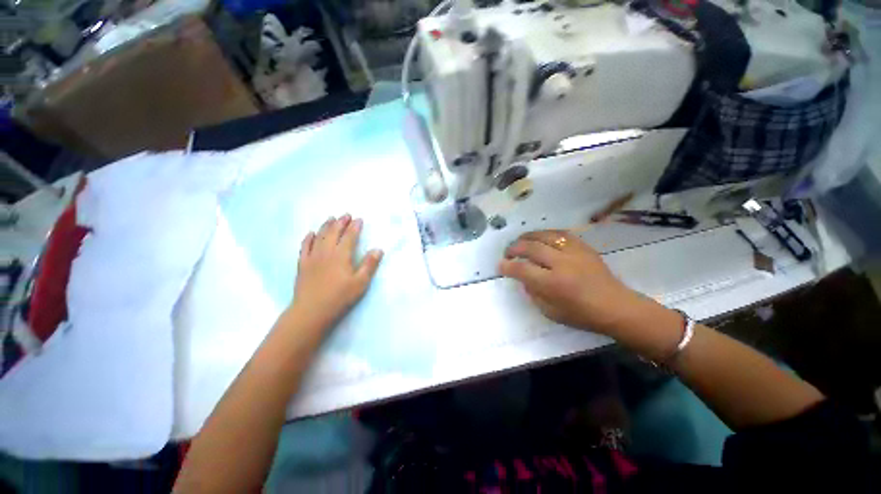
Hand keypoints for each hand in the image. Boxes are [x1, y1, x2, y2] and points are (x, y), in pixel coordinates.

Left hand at [291, 215, 382, 329]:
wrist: (311, 311)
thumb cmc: (340, 297)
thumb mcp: (360, 283)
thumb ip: (369, 265)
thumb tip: (378, 249)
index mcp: (341, 255)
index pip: (349, 237)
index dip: (355, 227)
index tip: (359, 219)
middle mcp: (326, 252)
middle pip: (333, 233)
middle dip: (341, 222)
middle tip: (346, 215)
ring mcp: (312, 257)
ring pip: (319, 236)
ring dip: (326, 226)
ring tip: (331, 218)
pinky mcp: (303, 264)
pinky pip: (304, 247)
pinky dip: (308, 238)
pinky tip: (311, 233)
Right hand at [498, 230, 642, 334]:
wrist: (616, 306)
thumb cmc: (582, 315)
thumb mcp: (550, 311)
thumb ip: (533, 293)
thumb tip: (523, 278)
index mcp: (553, 284)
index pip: (522, 269)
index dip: (507, 266)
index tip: (500, 265)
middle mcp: (561, 264)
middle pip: (530, 248)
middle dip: (514, 248)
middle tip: (507, 252)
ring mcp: (574, 252)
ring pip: (544, 236)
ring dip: (527, 237)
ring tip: (520, 241)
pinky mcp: (583, 247)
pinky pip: (560, 233)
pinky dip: (546, 234)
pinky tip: (540, 238)